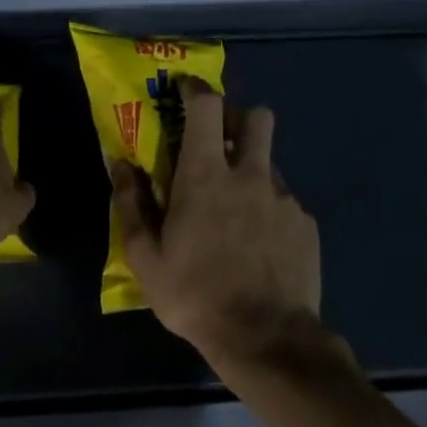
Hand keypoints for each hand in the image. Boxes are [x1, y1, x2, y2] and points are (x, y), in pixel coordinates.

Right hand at [111, 80, 322, 368]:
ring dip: (249, 166)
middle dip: (235, 117)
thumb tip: (121, 165)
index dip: (195, 89)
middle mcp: (250, 176)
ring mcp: (284, 198)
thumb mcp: (145, 257)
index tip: (183, 90)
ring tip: (232, 205)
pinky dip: (266, 206)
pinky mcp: (306, 224)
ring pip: (269, 160)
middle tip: (215, 142)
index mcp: (205, 177)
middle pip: (256, 117)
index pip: (206, 107)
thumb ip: (130, 204)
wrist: (265, 337)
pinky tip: (256, 242)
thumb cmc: (194, 295)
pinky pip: (284, 199)